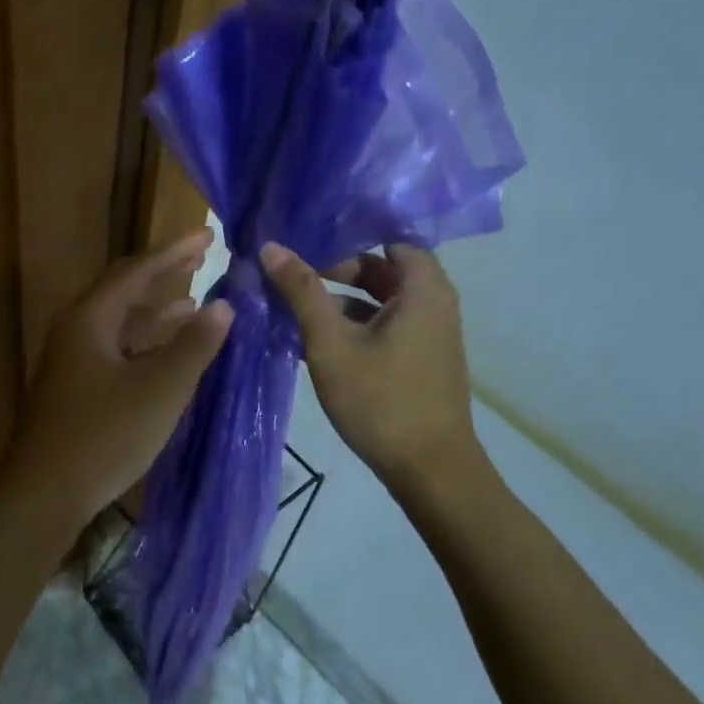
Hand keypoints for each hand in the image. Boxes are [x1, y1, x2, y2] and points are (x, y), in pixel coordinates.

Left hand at [2, 229, 233, 528]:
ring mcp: (72, 362)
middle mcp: (76, 331)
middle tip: (202, 261)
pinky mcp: (75, 390)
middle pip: (124, 292)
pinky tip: (169, 358)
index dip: (174, 252)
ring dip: (156, 314)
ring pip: (120, 325)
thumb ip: (193, 346)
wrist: (44, 494)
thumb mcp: (159, 389)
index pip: (136, 271)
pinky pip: (117, 351)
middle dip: (164, 276)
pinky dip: (146, 346)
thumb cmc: (104, 435)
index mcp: (90, 319)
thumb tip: (223, 306)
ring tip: (195, 307)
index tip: (208, 237)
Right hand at [261, 241, 485, 489]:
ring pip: (379, 301)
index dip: (347, 233)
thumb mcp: (331, 343)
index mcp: (422, 288)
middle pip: (382, 269)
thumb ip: (301, 292)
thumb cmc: (381, 400)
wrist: (430, 471)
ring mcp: (428, 334)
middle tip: (291, 271)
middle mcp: (433, 303)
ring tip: (292, 304)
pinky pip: (383, 326)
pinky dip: (352, 325)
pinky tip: (313, 340)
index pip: (387, 237)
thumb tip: (271, 247)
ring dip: (339, 300)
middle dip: (336, 268)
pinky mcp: (419, 359)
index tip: (306, 235)